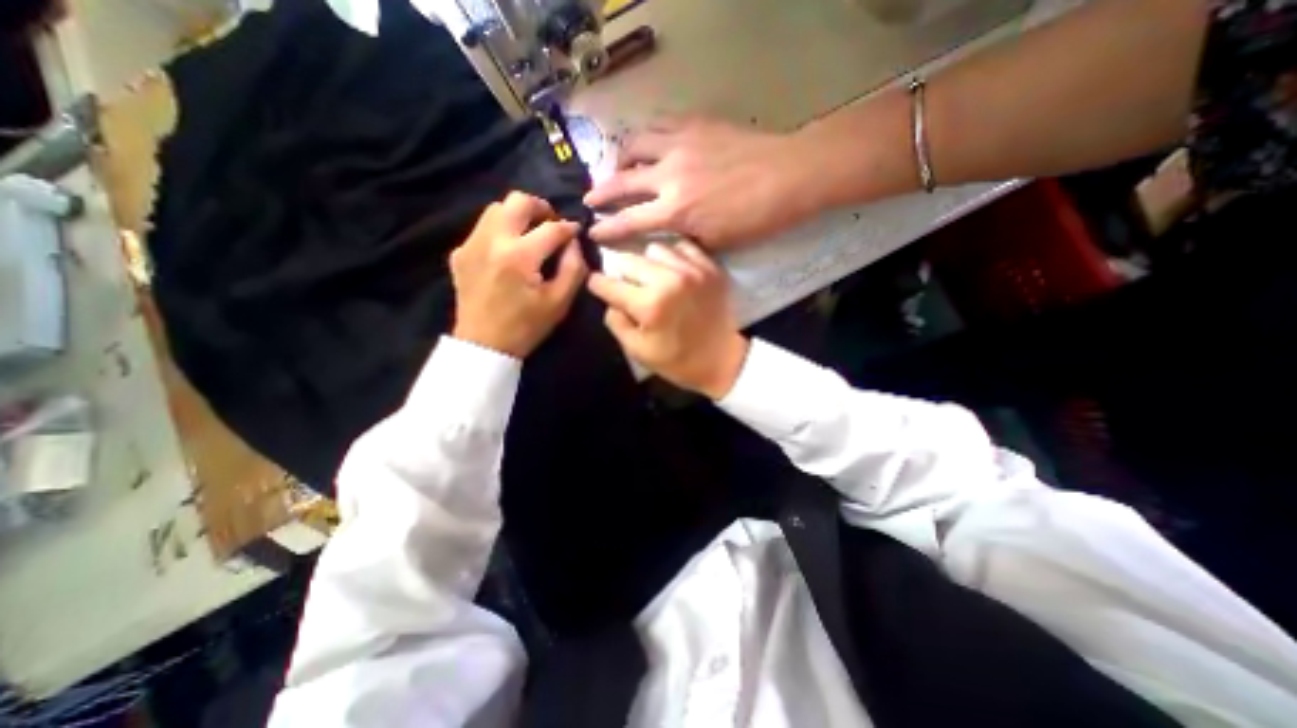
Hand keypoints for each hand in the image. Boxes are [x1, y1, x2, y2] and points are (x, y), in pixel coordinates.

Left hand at [450, 191, 585, 354]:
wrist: (483, 345)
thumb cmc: (527, 326)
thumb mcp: (560, 302)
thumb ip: (574, 268)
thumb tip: (573, 242)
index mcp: (519, 256)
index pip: (551, 228)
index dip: (569, 228)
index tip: (576, 232)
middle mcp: (492, 240)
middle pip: (517, 200)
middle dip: (541, 207)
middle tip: (551, 224)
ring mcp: (471, 244)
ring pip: (496, 209)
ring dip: (518, 216)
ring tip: (530, 235)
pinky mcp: (460, 252)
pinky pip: (482, 227)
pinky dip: (500, 230)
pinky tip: (508, 251)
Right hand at [585, 115, 818, 247]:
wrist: (787, 176)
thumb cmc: (754, 219)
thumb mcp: (714, 242)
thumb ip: (682, 237)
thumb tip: (663, 233)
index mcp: (675, 211)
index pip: (628, 221)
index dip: (606, 228)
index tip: (591, 231)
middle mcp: (669, 175)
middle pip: (621, 180)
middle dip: (600, 191)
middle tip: (590, 197)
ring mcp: (679, 144)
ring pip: (634, 144)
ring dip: (620, 158)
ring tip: (618, 166)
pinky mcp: (693, 124)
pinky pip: (658, 125)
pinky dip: (645, 137)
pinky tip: (647, 144)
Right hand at [588, 239, 750, 397]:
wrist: (721, 360)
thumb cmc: (677, 361)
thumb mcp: (637, 350)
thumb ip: (615, 320)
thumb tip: (610, 298)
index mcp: (649, 305)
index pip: (608, 283)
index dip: (598, 285)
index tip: (598, 286)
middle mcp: (669, 280)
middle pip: (628, 259)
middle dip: (622, 273)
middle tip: (629, 286)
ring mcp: (693, 270)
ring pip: (654, 248)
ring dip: (648, 262)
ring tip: (653, 278)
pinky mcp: (710, 267)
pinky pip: (682, 247)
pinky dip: (673, 256)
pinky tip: (673, 271)